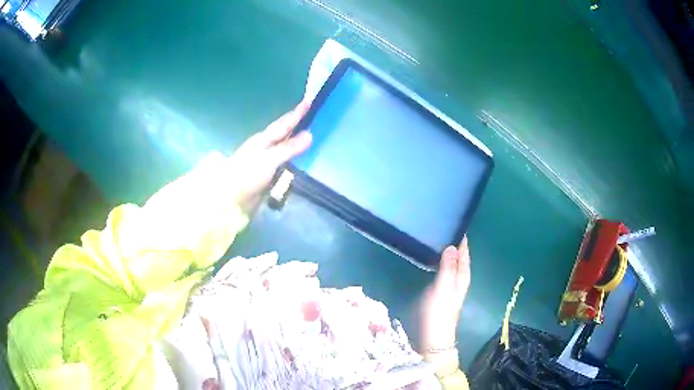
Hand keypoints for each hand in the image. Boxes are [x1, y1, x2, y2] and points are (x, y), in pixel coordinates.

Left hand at [228, 100, 312, 211]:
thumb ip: (288, 148)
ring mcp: (264, 162)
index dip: (296, 114)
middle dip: (295, 124)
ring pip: (283, 147)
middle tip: (310, 115)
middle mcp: (263, 147)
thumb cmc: (246, 175)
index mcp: (263, 139)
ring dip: (294, 141)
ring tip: (308, 135)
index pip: (283, 124)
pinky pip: (283, 162)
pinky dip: (292, 157)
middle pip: (282, 133)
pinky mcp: (265, 175)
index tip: (308, 101)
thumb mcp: (269, 159)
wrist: (230, 198)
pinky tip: (299, 160)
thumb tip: (309, 134)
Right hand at [419, 236, 470, 352]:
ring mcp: (450, 284)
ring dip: (447, 251)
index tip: (456, 221)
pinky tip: (432, 257)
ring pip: (451, 262)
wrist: (433, 334)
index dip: (462, 239)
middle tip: (443, 225)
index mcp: (463, 275)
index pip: (465, 252)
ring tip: (437, 237)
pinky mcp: (441, 290)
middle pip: (459, 256)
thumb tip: (451, 245)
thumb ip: (448, 267)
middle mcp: (459, 278)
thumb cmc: (439, 310)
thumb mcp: (444, 286)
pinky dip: (440, 261)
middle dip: (454, 242)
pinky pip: (443, 269)